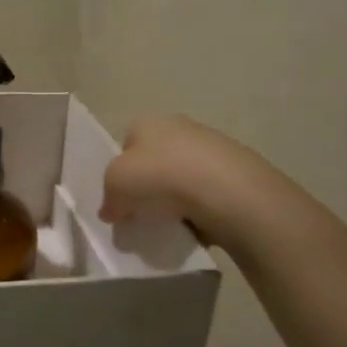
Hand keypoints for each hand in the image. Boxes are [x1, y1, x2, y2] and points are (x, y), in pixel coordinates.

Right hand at [100, 115, 280, 251]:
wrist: (224, 190)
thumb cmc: (158, 177)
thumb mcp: (114, 187)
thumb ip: (108, 199)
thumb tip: (112, 211)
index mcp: (146, 123)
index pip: (126, 144)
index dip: (121, 171)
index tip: (122, 197)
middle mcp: (179, 126)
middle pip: (156, 159)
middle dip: (150, 184)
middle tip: (144, 212)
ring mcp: (212, 146)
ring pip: (184, 175)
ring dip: (178, 196)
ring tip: (173, 222)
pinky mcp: (237, 169)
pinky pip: (208, 191)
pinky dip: (202, 207)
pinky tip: (199, 223)